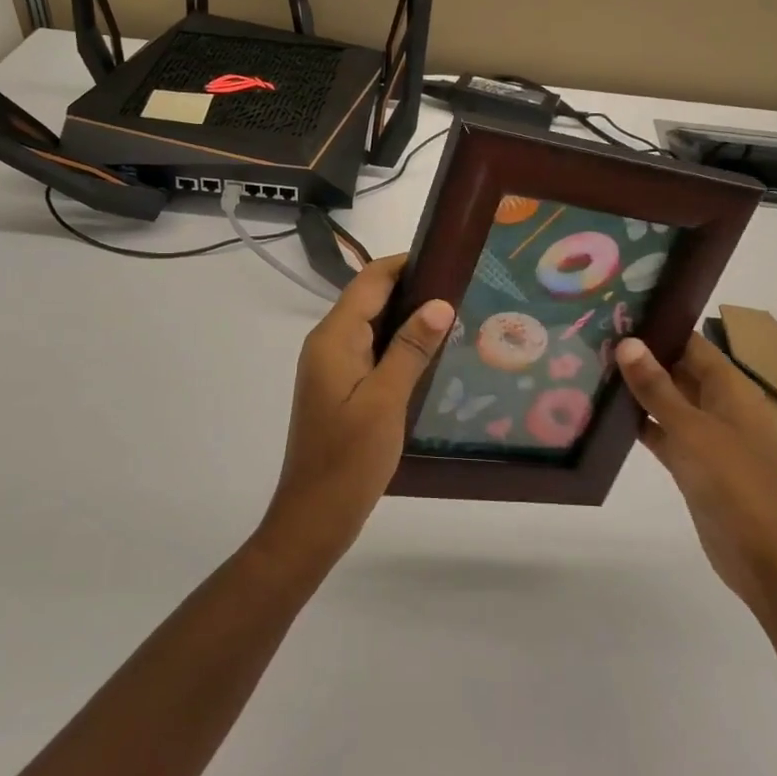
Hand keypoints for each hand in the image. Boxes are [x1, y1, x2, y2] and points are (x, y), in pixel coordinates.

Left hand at [261, 254, 452, 565]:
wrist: (314, 517)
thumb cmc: (349, 459)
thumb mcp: (385, 401)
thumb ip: (411, 349)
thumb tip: (439, 303)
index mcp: (333, 338)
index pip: (370, 281)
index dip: (405, 263)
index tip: (447, 257)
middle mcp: (328, 344)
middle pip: (370, 299)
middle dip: (412, 287)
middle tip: (462, 287)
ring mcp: (333, 367)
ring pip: (373, 325)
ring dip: (408, 316)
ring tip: (455, 314)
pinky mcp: (341, 387)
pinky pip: (372, 351)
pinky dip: (400, 344)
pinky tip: (430, 353)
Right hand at [616, 333, 776, 604]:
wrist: (762, 556)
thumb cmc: (732, 482)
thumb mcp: (690, 429)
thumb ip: (657, 387)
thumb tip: (628, 342)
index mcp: (731, 389)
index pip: (692, 344)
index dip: (660, 329)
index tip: (619, 316)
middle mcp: (721, 406)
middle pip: (679, 370)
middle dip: (643, 358)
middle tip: (595, 340)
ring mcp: (708, 436)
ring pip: (670, 402)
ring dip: (639, 391)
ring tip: (594, 370)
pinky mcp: (695, 464)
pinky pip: (665, 433)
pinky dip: (642, 425)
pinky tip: (607, 417)